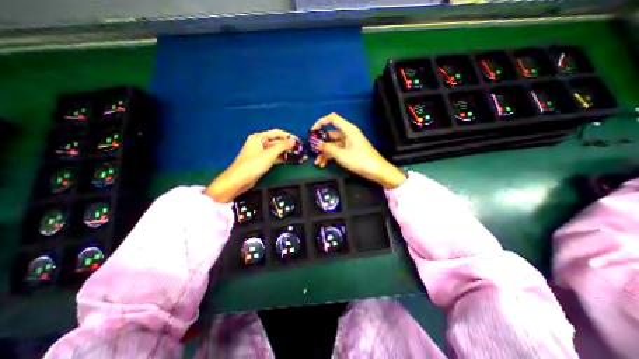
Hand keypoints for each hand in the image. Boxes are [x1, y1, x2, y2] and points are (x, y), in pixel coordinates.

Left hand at [207, 128, 302, 201]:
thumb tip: (293, 141)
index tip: (299, 141)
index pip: (277, 133)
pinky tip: (292, 161)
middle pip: (278, 142)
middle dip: (290, 146)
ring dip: (288, 153)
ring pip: (277, 150)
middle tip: (301, 151)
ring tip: (300, 157)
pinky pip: (275, 157)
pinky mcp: (263, 161)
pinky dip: (283, 159)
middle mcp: (260, 143)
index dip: (289, 136)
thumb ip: (282, 147)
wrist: (238, 181)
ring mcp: (262, 153)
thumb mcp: (268, 155)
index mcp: (259, 138)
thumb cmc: (252, 165)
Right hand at [313, 113, 405, 188]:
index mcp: (348, 130)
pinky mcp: (350, 150)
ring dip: (324, 153)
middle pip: (331, 134)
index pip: (332, 119)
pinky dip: (330, 156)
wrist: (377, 171)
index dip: (321, 122)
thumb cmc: (360, 161)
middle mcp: (348, 134)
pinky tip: (324, 164)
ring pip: (333, 144)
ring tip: (317, 163)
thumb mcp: (341, 155)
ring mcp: (349, 143)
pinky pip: (337, 150)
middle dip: (321, 143)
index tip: (312, 131)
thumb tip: (317, 144)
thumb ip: (328, 149)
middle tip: (313, 151)